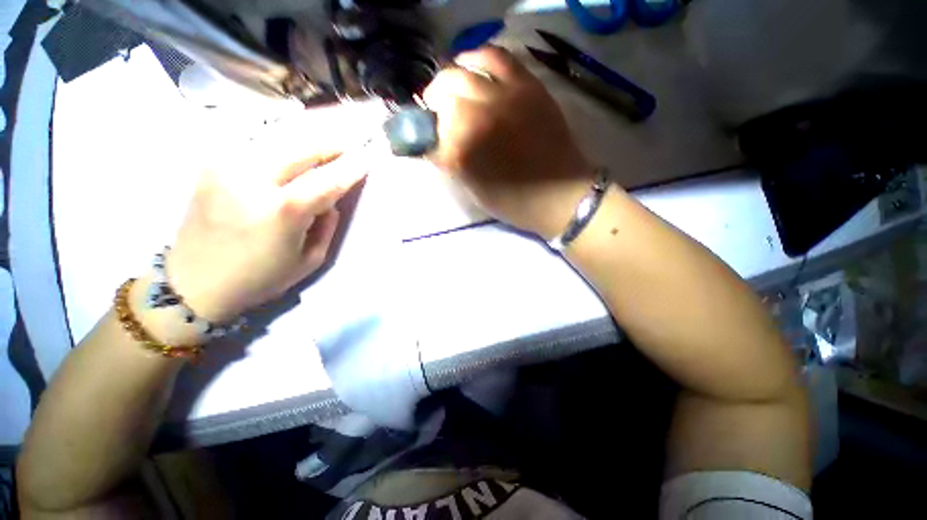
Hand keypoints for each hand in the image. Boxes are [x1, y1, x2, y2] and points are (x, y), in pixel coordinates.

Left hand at [162, 126, 367, 325]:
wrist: (193, 283)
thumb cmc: (260, 278)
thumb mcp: (310, 260)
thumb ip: (327, 225)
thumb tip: (330, 200)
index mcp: (283, 211)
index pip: (329, 179)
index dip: (352, 167)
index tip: (369, 157)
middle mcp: (252, 179)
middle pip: (303, 146)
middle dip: (333, 144)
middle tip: (350, 147)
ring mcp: (227, 165)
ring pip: (280, 136)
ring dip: (309, 139)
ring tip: (326, 145)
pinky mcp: (212, 163)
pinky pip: (256, 141)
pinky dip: (281, 141)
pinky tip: (293, 148)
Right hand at [423, 46, 593, 238]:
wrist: (560, 195)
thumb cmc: (515, 202)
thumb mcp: (475, 192)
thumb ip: (453, 165)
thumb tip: (438, 146)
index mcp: (461, 153)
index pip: (429, 137)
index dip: (425, 140)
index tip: (427, 143)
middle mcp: (476, 119)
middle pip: (441, 97)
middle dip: (433, 106)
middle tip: (437, 115)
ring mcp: (502, 97)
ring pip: (461, 72)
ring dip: (449, 81)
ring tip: (451, 89)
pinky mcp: (526, 86)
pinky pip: (497, 57)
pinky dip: (479, 57)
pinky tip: (473, 66)